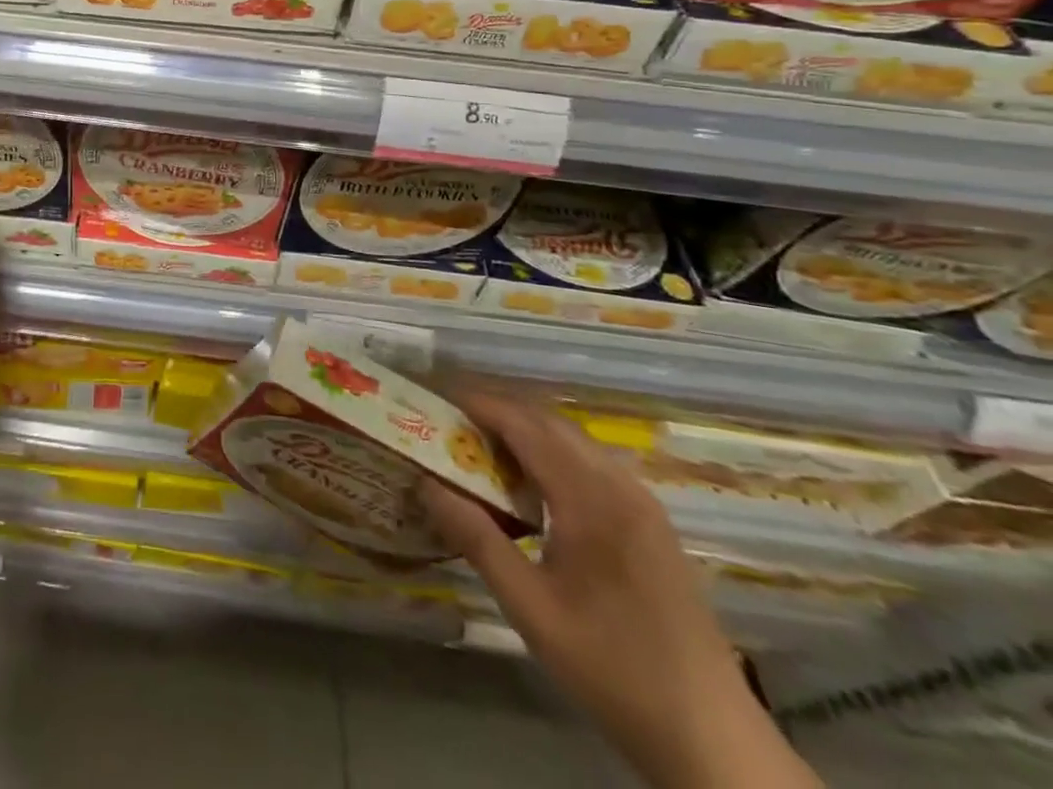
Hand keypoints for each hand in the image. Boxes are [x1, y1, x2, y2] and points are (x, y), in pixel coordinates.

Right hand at [418, 395, 817, 788]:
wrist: (713, 740)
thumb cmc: (613, 669)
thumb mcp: (530, 608)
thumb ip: (476, 539)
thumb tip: (426, 483)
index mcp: (592, 500)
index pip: (526, 427)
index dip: (482, 405)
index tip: (439, 399)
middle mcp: (621, 488)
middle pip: (551, 424)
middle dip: (501, 414)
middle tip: (453, 424)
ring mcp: (644, 506)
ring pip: (575, 443)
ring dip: (528, 434)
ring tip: (483, 451)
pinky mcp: (653, 526)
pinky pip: (594, 466)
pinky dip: (554, 456)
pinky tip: (533, 488)